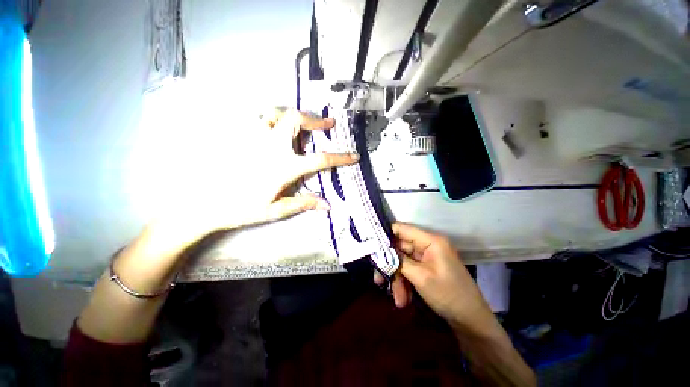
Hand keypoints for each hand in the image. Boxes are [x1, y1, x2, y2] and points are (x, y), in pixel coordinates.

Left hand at [122, 109, 358, 282]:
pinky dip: (273, 119)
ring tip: (301, 126)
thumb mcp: (277, 209)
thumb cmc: (242, 209)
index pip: (320, 159)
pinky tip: (275, 130)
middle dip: (316, 120)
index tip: (354, 156)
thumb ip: (304, 203)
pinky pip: (259, 119)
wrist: (204, 205)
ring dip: (293, 116)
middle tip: (328, 124)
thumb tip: (328, 206)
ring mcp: (253, 138)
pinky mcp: (240, 137)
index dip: (340, 157)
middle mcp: (271, 146)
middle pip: (296, 120)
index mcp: (284, 166)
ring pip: (276, 113)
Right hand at [377, 223, 493, 331]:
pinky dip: (404, 283)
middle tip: (378, 280)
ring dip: (397, 279)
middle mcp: (427, 245)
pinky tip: (403, 299)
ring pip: (403, 261)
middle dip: (390, 265)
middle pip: (400, 248)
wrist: (471, 322)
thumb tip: (381, 251)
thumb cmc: (448, 295)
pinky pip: (409, 270)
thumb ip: (399, 261)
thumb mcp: (420, 277)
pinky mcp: (426, 268)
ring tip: (398, 299)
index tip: (371, 247)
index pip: (402, 229)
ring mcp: (427, 258)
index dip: (386, 235)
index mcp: (430, 240)